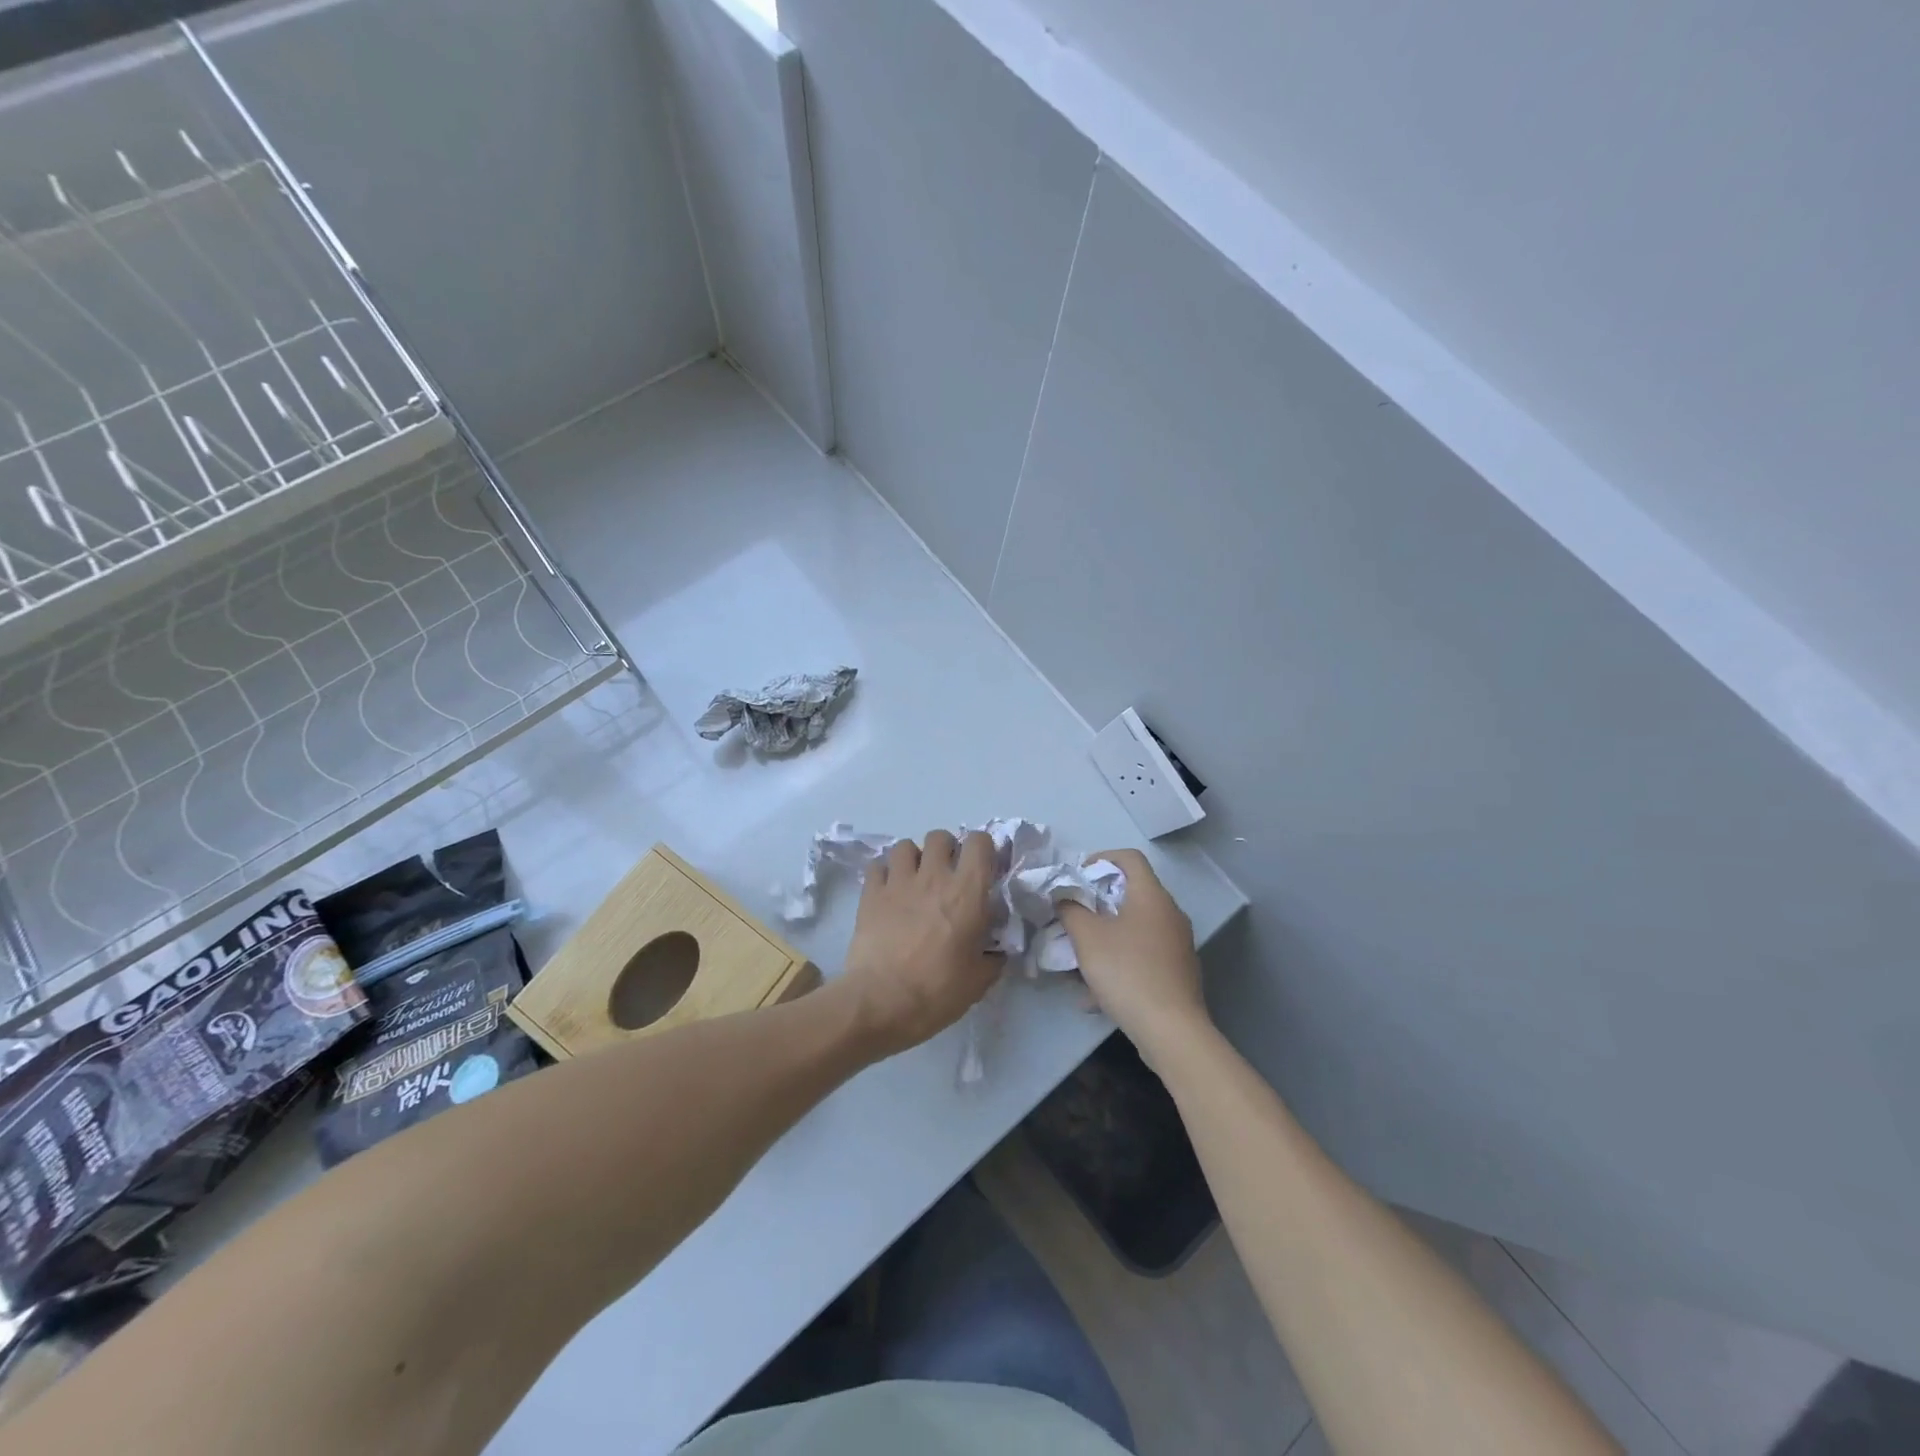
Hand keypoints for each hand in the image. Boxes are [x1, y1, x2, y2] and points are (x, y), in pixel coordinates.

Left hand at [838, 830, 1002, 1059]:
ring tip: (914, 880)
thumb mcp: (979, 980)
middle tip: (946, 875)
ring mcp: (898, 882)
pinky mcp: (870, 893)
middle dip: (946, 850)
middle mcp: (933, 876)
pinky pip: (877, 866)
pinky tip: (887, 892)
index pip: (979, 842)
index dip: (983, 849)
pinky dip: (883, 874)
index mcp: (967, 892)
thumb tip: (996, 950)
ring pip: (905, 845)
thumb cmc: (937, 991)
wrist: (880, 1002)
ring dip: (913, 858)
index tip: (982, 868)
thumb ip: (993, 956)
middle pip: (940, 836)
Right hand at [1057, 849, 1207, 1062]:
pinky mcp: (1178, 972)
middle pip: (1131, 893)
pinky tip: (1094, 996)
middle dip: (1097, 903)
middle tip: (1073, 917)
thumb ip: (1070, 909)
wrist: (1171, 1029)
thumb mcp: (1086, 937)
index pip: (1130, 858)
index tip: (1077, 877)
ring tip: (1079, 960)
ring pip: (1135, 928)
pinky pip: (1142, 957)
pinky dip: (1119, 964)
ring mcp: (1177, 944)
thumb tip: (1064, 896)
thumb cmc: (1127, 971)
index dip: (1101, 858)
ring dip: (1105, 937)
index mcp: (1151, 896)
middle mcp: (1170, 913)